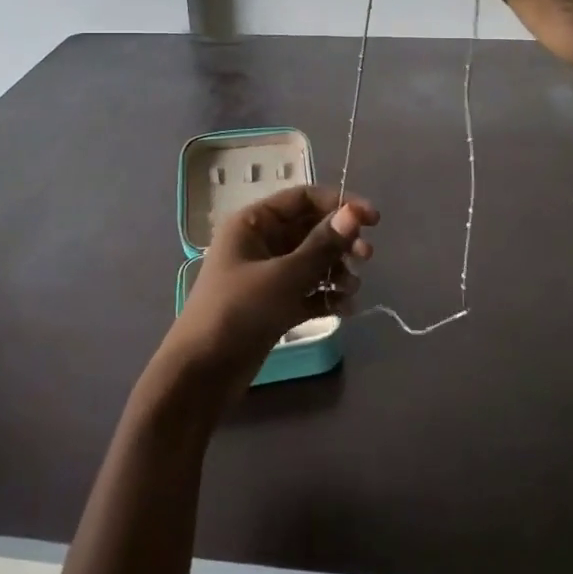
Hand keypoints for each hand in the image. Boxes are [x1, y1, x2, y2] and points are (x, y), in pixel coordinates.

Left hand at [163, 186, 377, 402]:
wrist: (201, 375)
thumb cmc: (238, 312)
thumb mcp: (283, 276)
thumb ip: (322, 245)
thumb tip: (354, 212)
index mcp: (254, 223)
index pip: (303, 198)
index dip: (339, 203)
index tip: (372, 220)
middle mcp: (261, 243)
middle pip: (311, 229)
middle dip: (341, 241)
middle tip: (366, 257)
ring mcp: (268, 275)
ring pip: (312, 261)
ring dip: (337, 271)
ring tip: (352, 289)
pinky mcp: (274, 305)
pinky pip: (308, 291)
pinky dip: (327, 296)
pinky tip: (346, 308)